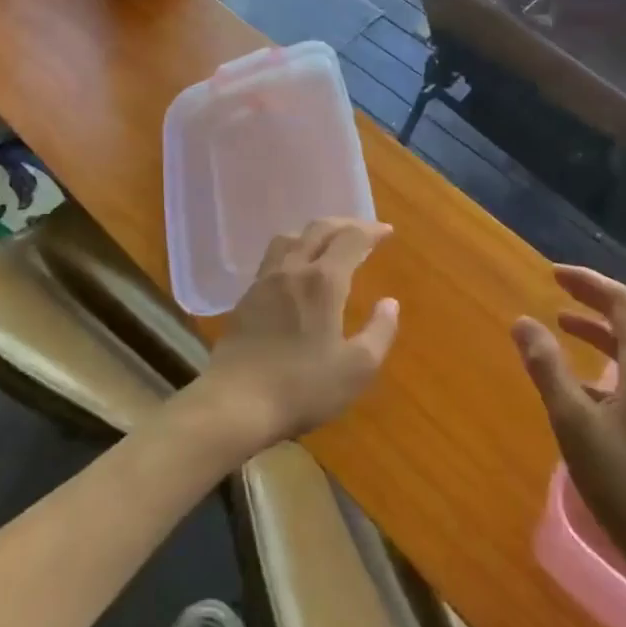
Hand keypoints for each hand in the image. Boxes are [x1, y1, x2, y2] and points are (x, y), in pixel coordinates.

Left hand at [193, 218, 399, 453]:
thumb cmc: (303, 387)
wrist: (235, 402)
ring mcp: (264, 281)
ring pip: (290, 238)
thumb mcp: (357, 368)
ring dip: (314, 232)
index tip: (386, 231)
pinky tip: (297, 272)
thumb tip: (389, 303)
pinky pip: (273, 258)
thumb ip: (379, 332)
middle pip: (318, 229)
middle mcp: (292, 269)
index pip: (350, 239)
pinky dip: (293, 251)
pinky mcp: (246, 297)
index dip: (371, 231)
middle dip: (345, 224)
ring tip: (328, 244)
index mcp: (323, 281)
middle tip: (364, 231)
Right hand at [512, 266, 625, 583]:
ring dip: (603, 332)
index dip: (589, 282)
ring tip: (564, 327)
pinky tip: (585, 387)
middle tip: (559, 293)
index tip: (553, 275)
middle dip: (596, 301)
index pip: (623, 302)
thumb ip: (548, 369)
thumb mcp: (574, 422)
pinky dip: (611, 363)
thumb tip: (523, 322)